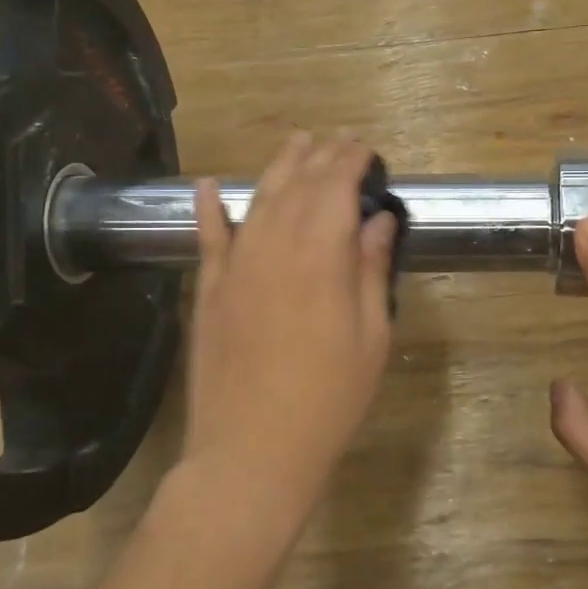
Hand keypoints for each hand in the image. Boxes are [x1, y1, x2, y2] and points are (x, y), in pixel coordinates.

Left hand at [182, 134, 399, 514]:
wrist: (252, 450)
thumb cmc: (329, 398)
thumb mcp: (371, 336)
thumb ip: (371, 270)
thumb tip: (378, 220)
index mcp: (321, 255)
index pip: (337, 188)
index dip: (351, 161)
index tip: (365, 147)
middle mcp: (276, 246)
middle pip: (300, 185)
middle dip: (322, 156)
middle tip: (338, 138)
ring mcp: (236, 266)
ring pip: (260, 200)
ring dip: (279, 167)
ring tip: (297, 142)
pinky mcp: (210, 289)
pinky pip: (208, 237)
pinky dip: (209, 208)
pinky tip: (211, 185)